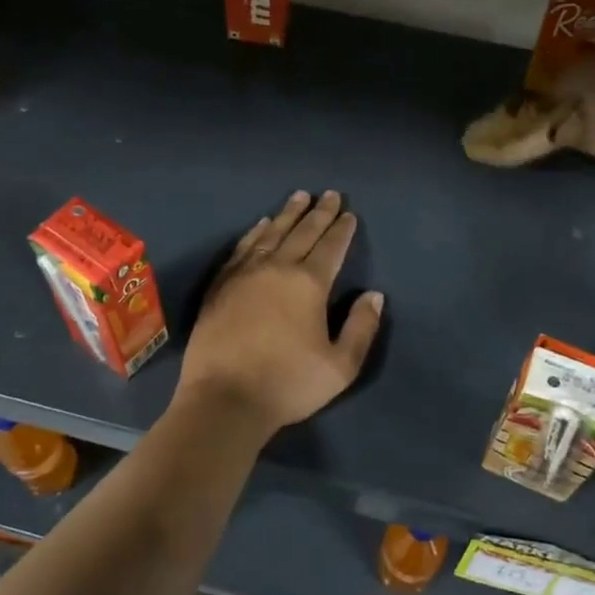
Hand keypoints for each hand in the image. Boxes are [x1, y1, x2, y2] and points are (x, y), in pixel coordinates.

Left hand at [175, 190, 384, 434]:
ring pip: (271, 233)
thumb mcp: (340, 366)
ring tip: (299, 197)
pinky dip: (256, 232)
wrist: (224, 399)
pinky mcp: (221, 285)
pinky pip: (243, 247)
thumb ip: (362, 328)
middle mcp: (277, 268)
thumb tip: (374, 295)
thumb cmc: (288, 384)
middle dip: (319, 212)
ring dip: (288, 214)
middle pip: (302, 232)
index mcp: (309, 284)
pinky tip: (261, 225)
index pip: (331, 247)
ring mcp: (244, 274)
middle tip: (329, 194)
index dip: (342, 229)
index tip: (349, 213)